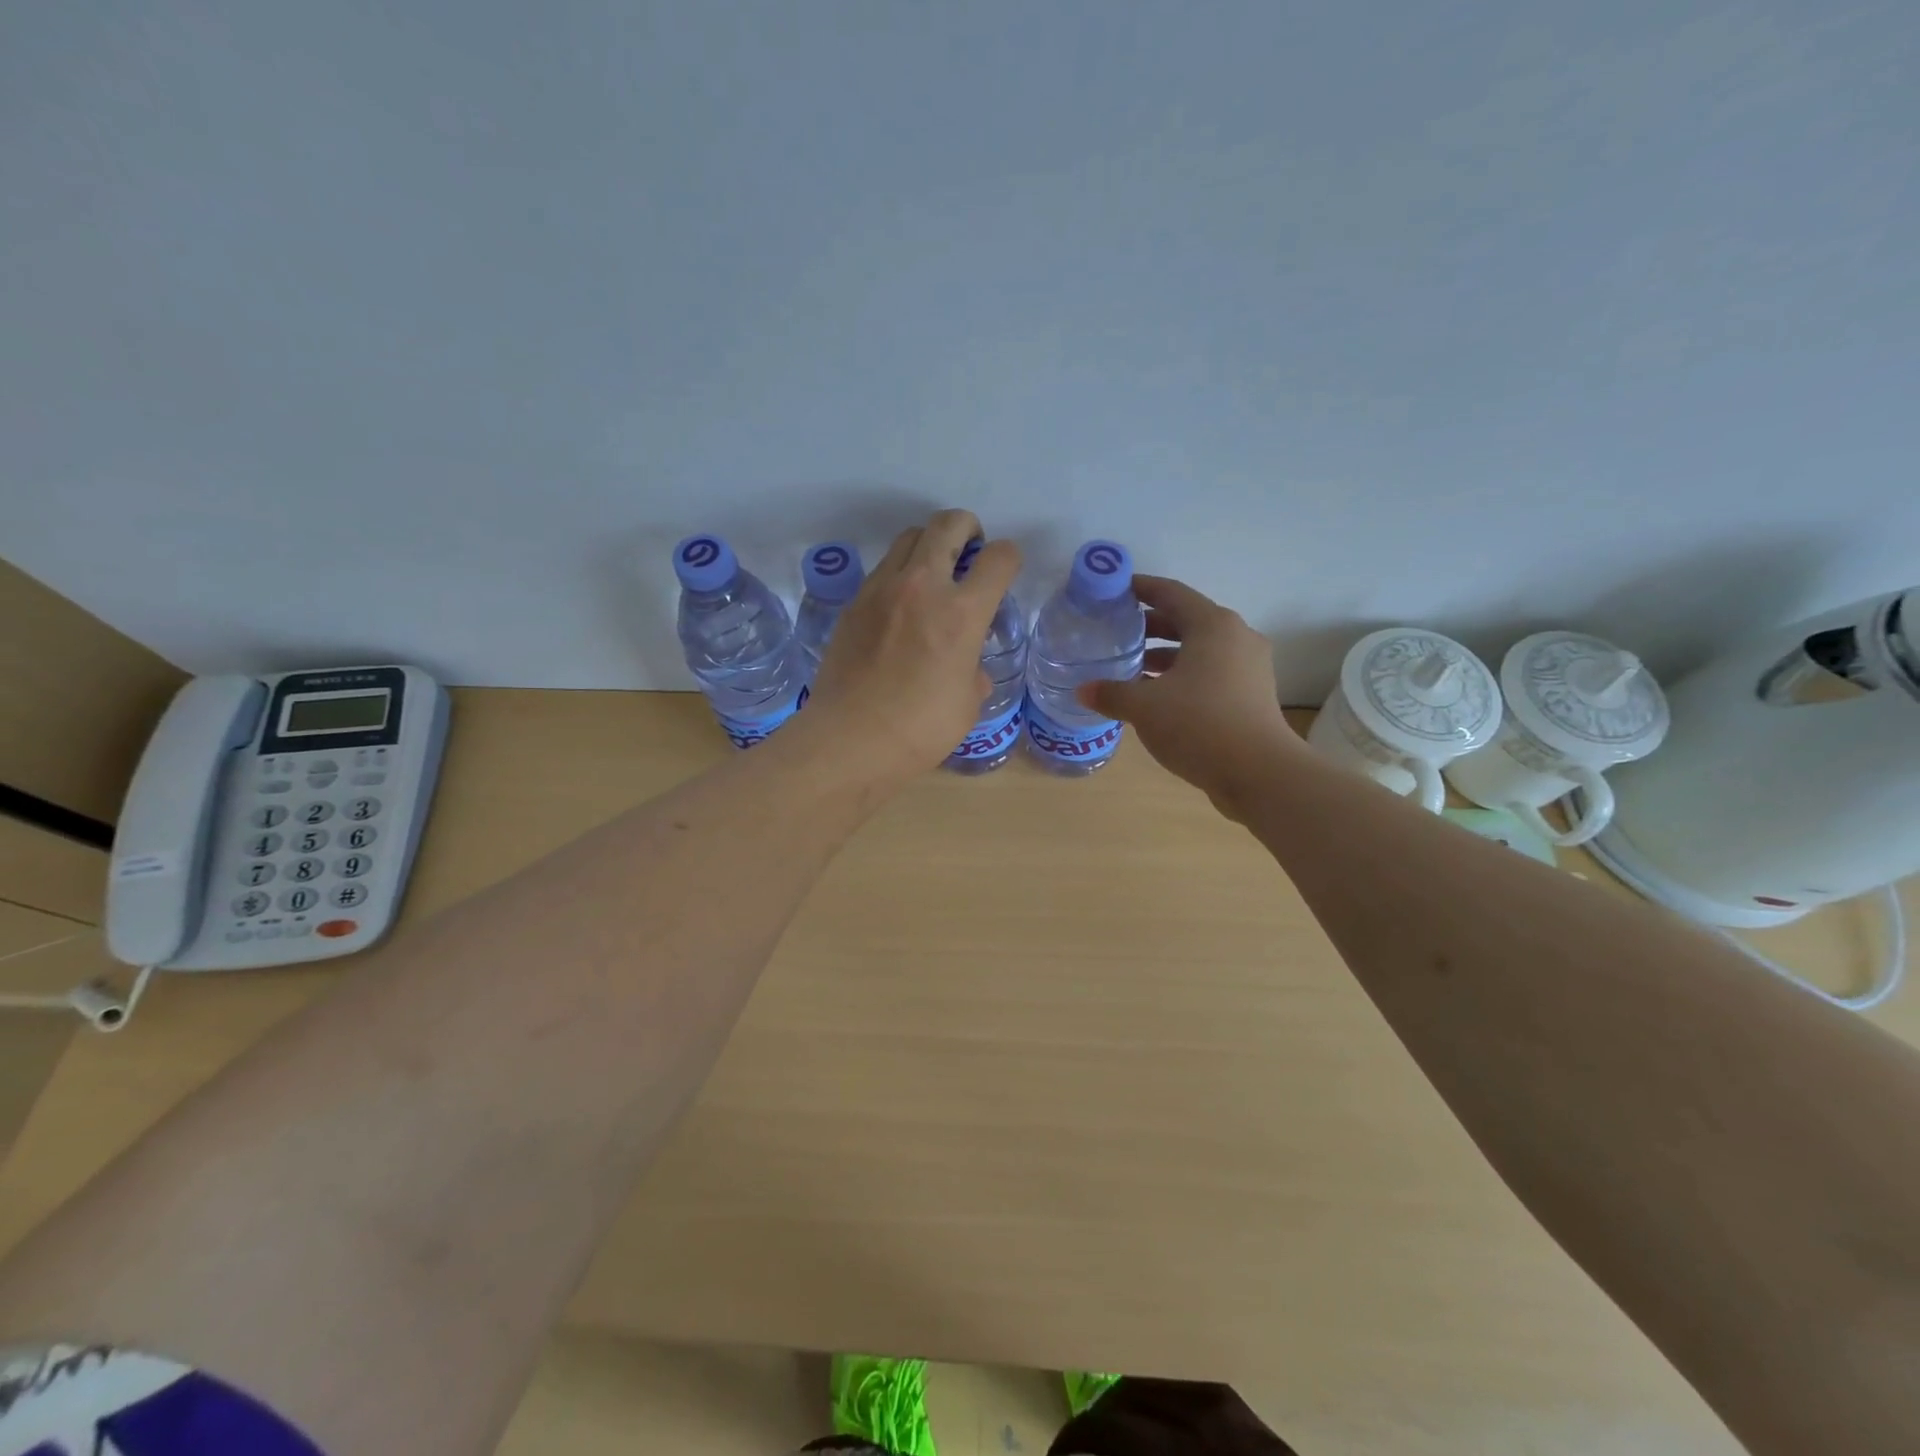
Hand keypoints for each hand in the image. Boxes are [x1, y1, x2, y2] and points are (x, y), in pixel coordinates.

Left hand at [805, 509, 1020, 783]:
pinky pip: (883, 569)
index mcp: (962, 612)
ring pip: (909, 537)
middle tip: (970, 550)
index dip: (1010, 558)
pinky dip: (900, 573)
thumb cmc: (919, 729)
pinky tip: (901, 607)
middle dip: (968, 528)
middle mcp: (922, 586)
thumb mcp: (967, 705)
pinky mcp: (854, 603)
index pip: (999, 558)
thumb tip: (968, 667)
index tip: (1005, 572)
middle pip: (948, 523)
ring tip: (934, 574)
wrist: (849, 740)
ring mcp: (881, 589)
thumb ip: (974, 672)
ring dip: (930, 545)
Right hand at [1075, 575, 1301, 810]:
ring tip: (1131, 668)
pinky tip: (1157, 697)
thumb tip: (1084, 690)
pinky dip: (1183, 676)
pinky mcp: (1252, 694)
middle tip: (1116, 634)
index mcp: (1213, 625)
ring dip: (1166, 655)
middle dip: (1150, 626)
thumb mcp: (1144, 707)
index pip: (1171, 593)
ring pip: (1200, 649)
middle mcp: (1236, 637)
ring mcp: (1249, 667)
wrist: (1259, 773)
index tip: (1115, 591)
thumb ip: (1111, 693)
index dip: (1140, 588)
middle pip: (1187, 620)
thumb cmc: (1199, 724)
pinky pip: (1211, 672)